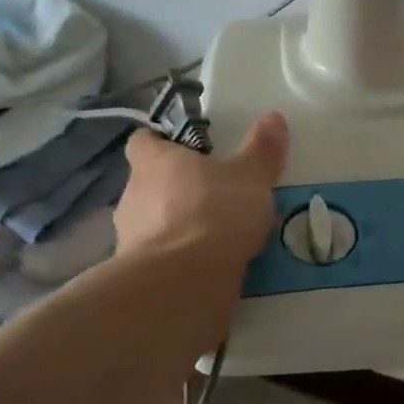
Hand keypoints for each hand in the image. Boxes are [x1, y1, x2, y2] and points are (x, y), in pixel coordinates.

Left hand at [112, 112, 289, 265]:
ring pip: (154, 223)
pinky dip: (179, 261)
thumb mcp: (251, 176)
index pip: (142, 141)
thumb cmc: (213, 213)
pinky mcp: (136, 276)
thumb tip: (273, 116)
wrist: (180, 286)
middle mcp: (132, 195)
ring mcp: (129, 239)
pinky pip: (160, 259)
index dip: (161, 143)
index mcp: (154, 162)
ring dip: (178, 227)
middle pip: (150, 183)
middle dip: (177, 188)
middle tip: (214, 193)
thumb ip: (262, 149)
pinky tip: (208, 268)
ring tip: (216, 236)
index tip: (187, 149)